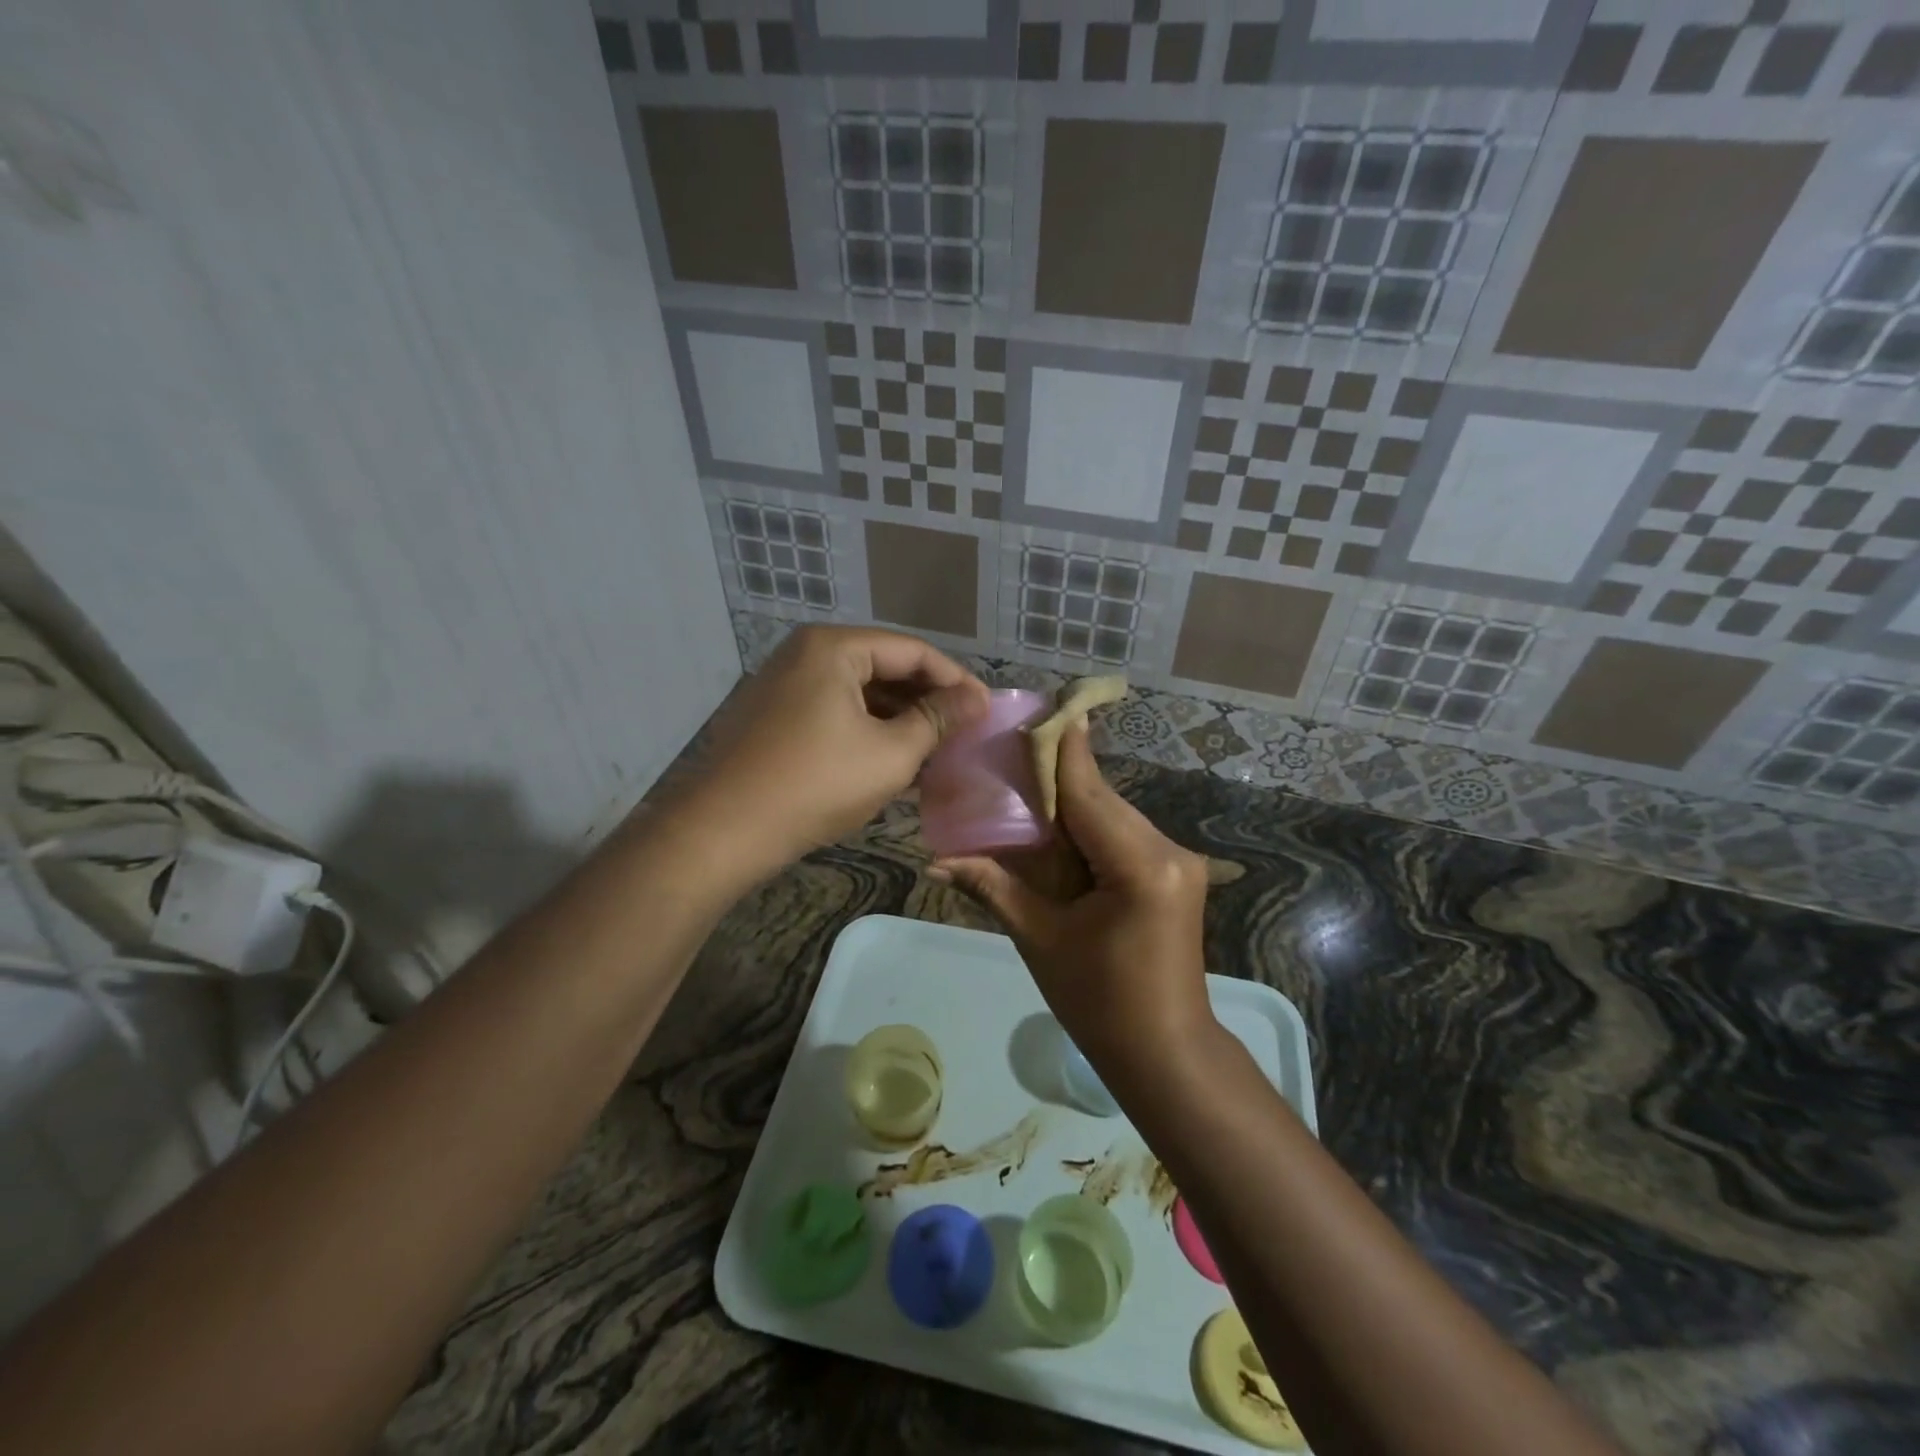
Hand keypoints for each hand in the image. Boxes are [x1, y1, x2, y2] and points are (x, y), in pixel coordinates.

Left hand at [679, 626, 987, 873]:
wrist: (723, 831)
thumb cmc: (815, 784)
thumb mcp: (890, 753)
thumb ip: (937, 720)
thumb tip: (976, 699)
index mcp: (834, 647)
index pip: (913, 651)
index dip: (956, 680)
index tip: (986, 711)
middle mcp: (806, 654)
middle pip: (885, 667)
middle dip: (927, 701)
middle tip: (964, 732)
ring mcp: (786, 686)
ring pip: (860, 694)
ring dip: (900, 721)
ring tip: (937, 752)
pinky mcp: (776, 717)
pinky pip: (836, 713)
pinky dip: (868, 733)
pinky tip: (895, 762)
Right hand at [933, 721, 1213, 1070]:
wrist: (1166, 1053)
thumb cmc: (1100, 1004)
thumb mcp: (1040, 940)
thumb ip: (994, 887)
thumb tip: (936, 861)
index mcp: (1139, 865)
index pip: (1087, 791)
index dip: (1058, 748)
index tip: (1036, 707)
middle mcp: (1168, 849)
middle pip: (1099, 798)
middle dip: (1054, 778)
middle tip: (1007, 754)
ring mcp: (1177, 860)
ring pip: (1111, 814)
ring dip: (1069, 805)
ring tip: (1022, 788)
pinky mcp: (1174, 872)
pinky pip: (1121, 835)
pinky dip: (1087, 829)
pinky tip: (1055, 829)